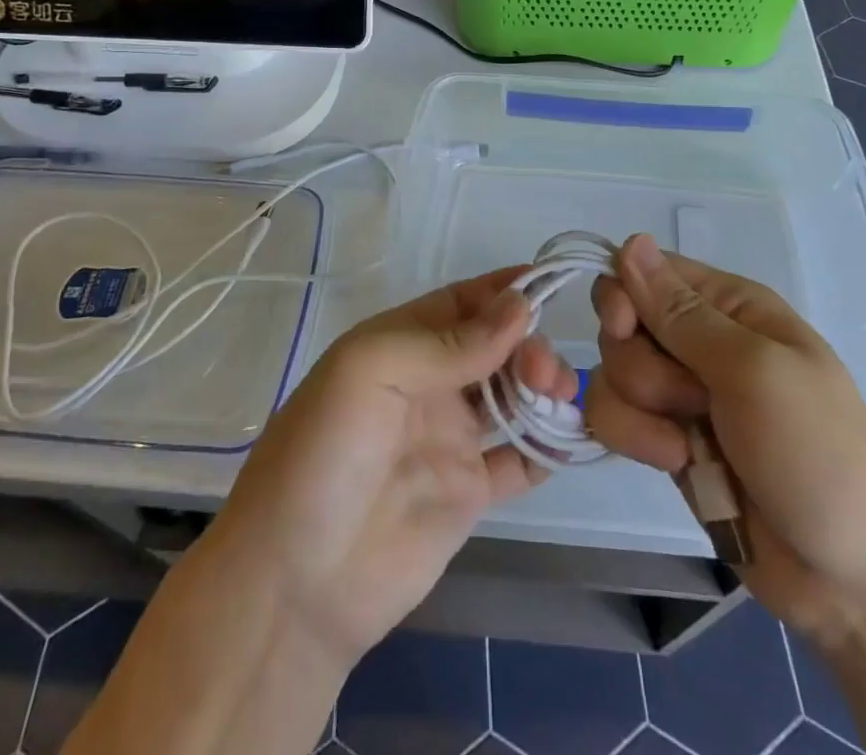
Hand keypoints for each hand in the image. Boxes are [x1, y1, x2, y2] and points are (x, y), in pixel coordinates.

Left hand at [203, 268, 571, 665]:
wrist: (295, 582)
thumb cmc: (325, 454)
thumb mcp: (370, 372)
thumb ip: (447, 342)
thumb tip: (520, 306)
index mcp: (400, 344)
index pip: (462, 302)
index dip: (503, 290)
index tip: (551, 283)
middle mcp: (428, 383)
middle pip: (494, 346)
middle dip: (526, 343)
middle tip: (544, 369)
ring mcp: (449, 438)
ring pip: (511, 395)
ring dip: (542, 385)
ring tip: (559, 396)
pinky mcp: (468, 493)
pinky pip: (520, 460)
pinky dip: (548, 445)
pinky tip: (570, 436)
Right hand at [581, 234, 865, 642]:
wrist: (851, 582)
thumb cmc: (817, 455)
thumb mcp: (753, 372)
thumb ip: (682, 313)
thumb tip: (630, 241)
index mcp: (730, 306)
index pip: (646, 271)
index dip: (623, 295)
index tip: (625, 329)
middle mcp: (699, 340)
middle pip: (621, 324)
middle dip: (641, 366)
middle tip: (691, 399)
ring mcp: (681, 392)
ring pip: (613, 372)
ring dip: (640, 411)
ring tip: (687, 445)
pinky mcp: (665, 438)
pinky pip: (615, 417)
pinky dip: (636, 439)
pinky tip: (675, 463)